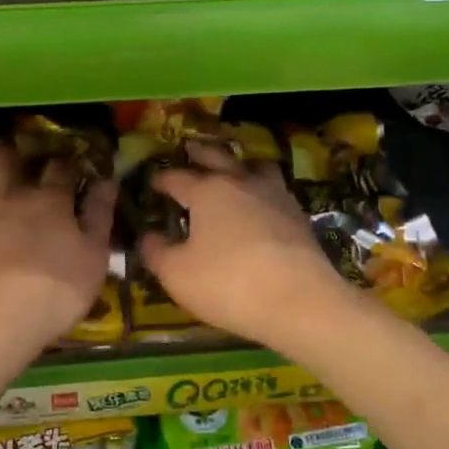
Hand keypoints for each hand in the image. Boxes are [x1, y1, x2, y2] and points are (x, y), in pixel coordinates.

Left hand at [0, 142, 115, 352]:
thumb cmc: (52, 292)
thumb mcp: (93, 259)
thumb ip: (100, 218)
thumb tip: (108, 182)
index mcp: (48, 201)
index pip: (60, 167)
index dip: (65, 163)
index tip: (68, 165)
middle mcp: (7, 196)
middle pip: (4, 159)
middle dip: (8, 151)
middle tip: (9, 151)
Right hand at [140, 142, 355, 349]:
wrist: (300, 301)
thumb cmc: (229, 283)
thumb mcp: (178, 274)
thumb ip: (157, 252)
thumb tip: (148, 237)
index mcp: (208, 191)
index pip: (177, 177)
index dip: (161, 179)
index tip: (152, 181)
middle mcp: (241, 183)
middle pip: (217, 157)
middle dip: (200, 152)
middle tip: (190, 147)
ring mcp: (275, 195)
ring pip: (255, 166)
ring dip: (240, 164)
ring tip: (234, 169)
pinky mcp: (298, 215)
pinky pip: (275, 189)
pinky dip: (262, 189)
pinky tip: (261, 204)